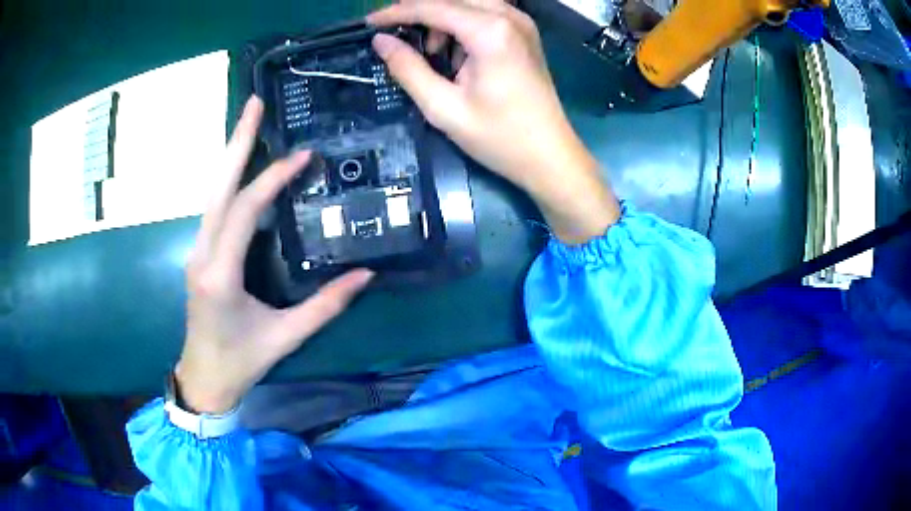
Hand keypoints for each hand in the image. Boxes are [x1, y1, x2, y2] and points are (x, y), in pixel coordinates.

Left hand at [176, 97, 373, 413]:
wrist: (203, 378)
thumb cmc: (241, 362)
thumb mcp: (285, 337)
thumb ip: (325, 305)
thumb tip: (365, 276)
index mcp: (220, 274)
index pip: (245, 210)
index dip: (273, 178)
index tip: (303, 156)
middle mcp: (201, 253)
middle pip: (217, 186)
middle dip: (236, 141)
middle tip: (253, 103)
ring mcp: (196, 251)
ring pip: (211, 193)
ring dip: (230, 156)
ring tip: (249, 123)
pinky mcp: (199, 254)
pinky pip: (214, 208)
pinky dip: (228, 180)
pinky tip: (242, 166)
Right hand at [368, 0, 619, 243]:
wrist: (550, 156)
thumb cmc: (500, 137)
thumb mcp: (444, 107)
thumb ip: (408, 69)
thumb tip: (381, 42)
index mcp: (490, 31)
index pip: (432, 7)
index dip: (396, 12)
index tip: (369, 23)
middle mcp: (508, 16)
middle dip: (418, 10)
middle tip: (395, 33)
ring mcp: (520, 22)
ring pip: (468, 2)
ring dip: (441, 18)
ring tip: (432, 53)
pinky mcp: (524, 33)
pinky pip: (484, 13)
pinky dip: (461, 25)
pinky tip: (457, 54)